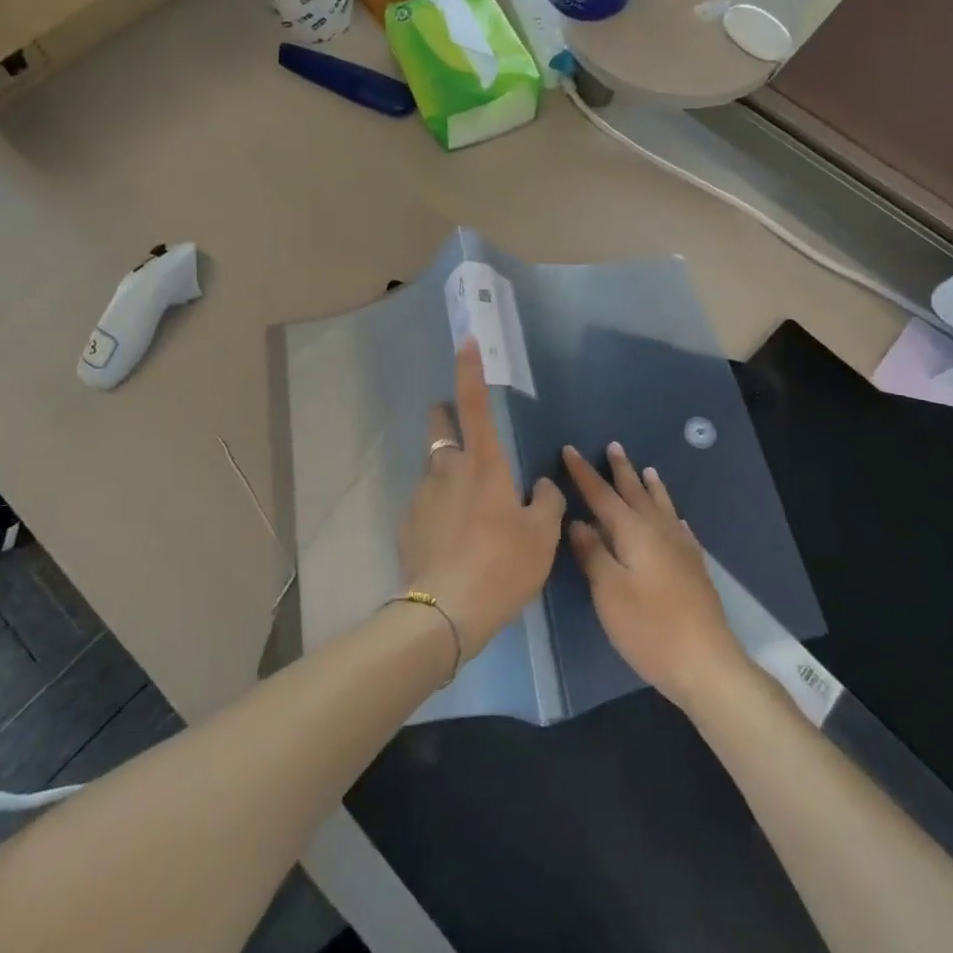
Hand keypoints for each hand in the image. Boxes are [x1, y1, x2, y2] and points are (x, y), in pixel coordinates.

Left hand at [397, 341, 565, 655]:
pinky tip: (452, 541)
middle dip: (447, 418)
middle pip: (441, 426)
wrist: (446, 612)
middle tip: (463, 432)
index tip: (465, 341)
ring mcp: (422, 495)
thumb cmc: (502, 565)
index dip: (470, 369)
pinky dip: (438, 510)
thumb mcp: (541, 536)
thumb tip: (542, 486)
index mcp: (483, 464)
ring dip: (448, 474)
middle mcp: (447, 469)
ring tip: (469, 511)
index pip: (475, 403)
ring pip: (434, 468)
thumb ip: (546, 503)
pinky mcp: (406, 523)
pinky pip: (426, 505)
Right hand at [562, 444, 746, 708]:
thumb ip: (592, 553)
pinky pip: (680, 527)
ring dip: (651, 487)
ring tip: (648, 470)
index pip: (602, 495)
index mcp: (633, 532)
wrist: (705, 662)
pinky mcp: (694, 566)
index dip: (584, 474)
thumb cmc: (648, 627)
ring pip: (662, 506)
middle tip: (614, 446)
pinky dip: (673, 515)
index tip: (569, 450)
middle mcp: (658, 531)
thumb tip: (578, 521)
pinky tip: (677, 519)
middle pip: (636, 493)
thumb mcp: (608, 591)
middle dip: (621, 470)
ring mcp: (680, 548)